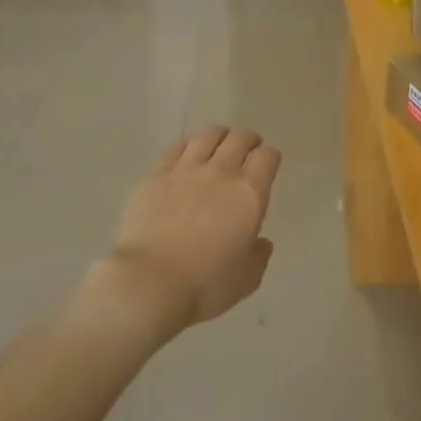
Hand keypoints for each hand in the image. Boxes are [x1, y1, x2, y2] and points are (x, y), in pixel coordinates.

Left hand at [102, 126, 281, 332]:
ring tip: (218, 145)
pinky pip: (176, 148)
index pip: (267, 157)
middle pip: (239, 138)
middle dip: (248, 140)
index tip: (267, 164)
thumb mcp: (247, 279)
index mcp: (249, 194)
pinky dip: (187, 147)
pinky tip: (186, 155)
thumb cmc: (205, 285)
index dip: (270, 157)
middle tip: (247, 149)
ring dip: (219, 136)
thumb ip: (258, 255)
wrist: (150, 282)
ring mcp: (186, 170)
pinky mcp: (156, 175)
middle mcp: (221, 173)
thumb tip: (260, 241)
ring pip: (208, 135)